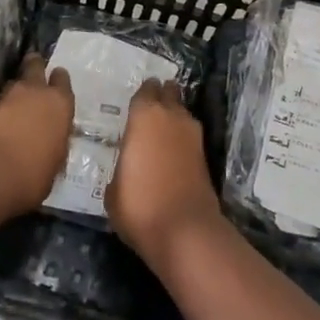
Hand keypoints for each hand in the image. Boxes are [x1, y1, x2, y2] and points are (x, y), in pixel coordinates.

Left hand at [0, 54, 74, 213]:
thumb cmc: (32, 174)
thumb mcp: (54, 164)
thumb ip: (53, 146)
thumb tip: (49, 146)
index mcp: (59, 104)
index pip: (62, 80)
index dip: (59, 80)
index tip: (56, 80)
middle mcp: (34, 93)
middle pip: (34, 65)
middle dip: (34, 66)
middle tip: (33, 71)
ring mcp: (6, 98)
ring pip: (12, 83)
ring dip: (15, 91)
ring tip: (15, 102)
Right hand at [106, 78, 224, 267]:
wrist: (184, 229)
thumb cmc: (138, 204)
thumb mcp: (114, 186)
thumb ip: (122, 164)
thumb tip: (128, 165)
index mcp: (144, 115)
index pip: (146, 90)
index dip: (142, 94)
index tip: (136, 101)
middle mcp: (171, 116)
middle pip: (170, 92)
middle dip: (162, 95)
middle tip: (150, 107)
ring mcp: (193, 135)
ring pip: (183, 112)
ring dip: (174, 116)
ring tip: (160, 130)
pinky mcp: (206, 155)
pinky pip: (190, 135)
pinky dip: (182, 138)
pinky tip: (172, 150)